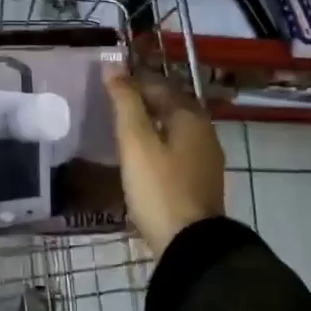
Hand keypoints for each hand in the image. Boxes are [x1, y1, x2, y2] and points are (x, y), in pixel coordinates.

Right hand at [104, 67, 223, 257]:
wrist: (191, 244)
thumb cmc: (159, 187)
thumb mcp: (136, 141)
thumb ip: (125, 101)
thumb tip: (113, 66)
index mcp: (190, 115)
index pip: (157, 84)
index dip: (130, 80)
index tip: (105, 83)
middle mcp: (204, 130)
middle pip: (168, 104)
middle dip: (141, 100)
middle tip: (109, 104)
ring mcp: (205, 157)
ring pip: (173, 127)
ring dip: (149, 122)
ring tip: (120, 128)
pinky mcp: (200, 179)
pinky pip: (176, 147)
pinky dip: (157, 142)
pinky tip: (140, 154)